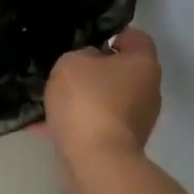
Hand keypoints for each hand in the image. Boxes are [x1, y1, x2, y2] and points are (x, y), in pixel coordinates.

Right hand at [41, 27, 161, 160]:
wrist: (95, 161)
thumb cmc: (88, 100)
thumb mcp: (72, 62)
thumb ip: (81, 55)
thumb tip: (89, 65)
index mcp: (143, 64)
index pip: (134, 36)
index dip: (111, 32)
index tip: (86, 38)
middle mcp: (148, 90)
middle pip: (121, 70)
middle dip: (95, 69)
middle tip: (65, 68)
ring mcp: (137, 120)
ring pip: (107, 98)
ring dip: (84, 98)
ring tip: (51, 97)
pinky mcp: (123, 144)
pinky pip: (97, 124)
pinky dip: (77, 122)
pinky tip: (45, 125)